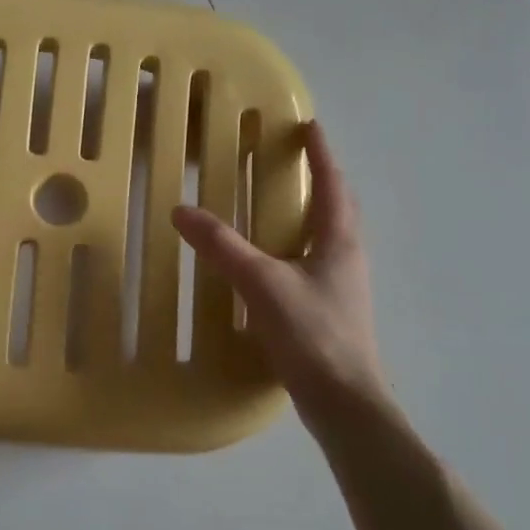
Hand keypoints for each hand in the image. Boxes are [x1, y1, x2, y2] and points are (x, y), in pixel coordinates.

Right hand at [172, 118, 386, 415]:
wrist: (345, 404)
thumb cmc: (313, 335)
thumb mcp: (262, 284)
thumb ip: (222, 247)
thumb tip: (182, 211)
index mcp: (339, 242)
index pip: (333, 185)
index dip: (322, 153)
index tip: (310, 125)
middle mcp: (347, 258)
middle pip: (337, 208)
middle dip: (320, 179)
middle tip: (293, 160)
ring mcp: (342, 287)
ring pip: (328, 236)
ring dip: (310, 213)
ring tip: (281, 204)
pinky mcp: (331, 312)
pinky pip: (315, 262)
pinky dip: (298, 246)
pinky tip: (274, 262)